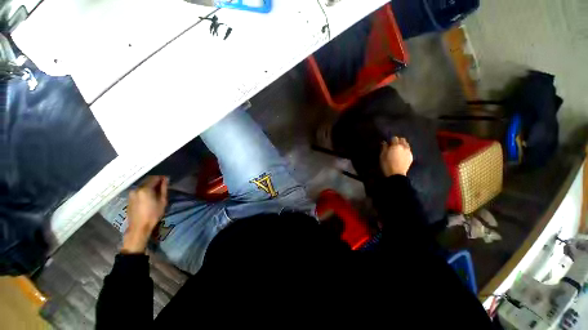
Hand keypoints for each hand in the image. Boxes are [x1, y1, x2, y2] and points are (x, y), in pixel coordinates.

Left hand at [122, 176, 168, 253]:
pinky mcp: (129, 198)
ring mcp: (131, 193)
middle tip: (163, 186)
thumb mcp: (163, 201)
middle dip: (155, 181)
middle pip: (147, 180)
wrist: (139, 227)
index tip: (167, 180)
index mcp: (145, 188)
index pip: (155, 177)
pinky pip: (139, 190)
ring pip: (143, 185)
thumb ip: (164, 188)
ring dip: (150, 186)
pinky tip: (149, 196)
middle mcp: (136, 188)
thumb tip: (166, 178)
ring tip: (156, 191)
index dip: (162, 177)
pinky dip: (145, 190)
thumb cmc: (153, 214)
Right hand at [380, 136, 412, 176]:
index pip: (394, 138)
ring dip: (403, 145)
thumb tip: (384, 142)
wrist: (396, 174)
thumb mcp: (382, 155)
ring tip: (398, 150)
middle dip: (398, 141)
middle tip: (393, 145)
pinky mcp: (411, 157)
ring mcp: (408, 152)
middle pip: (403, 140)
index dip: (391, 140)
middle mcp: (404, 147)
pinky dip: (405, 151)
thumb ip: (384, 147)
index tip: (388, 143)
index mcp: (396, 146)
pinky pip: (409, 151)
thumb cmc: (387, 164)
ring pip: (407, 145)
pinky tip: (402, 155)